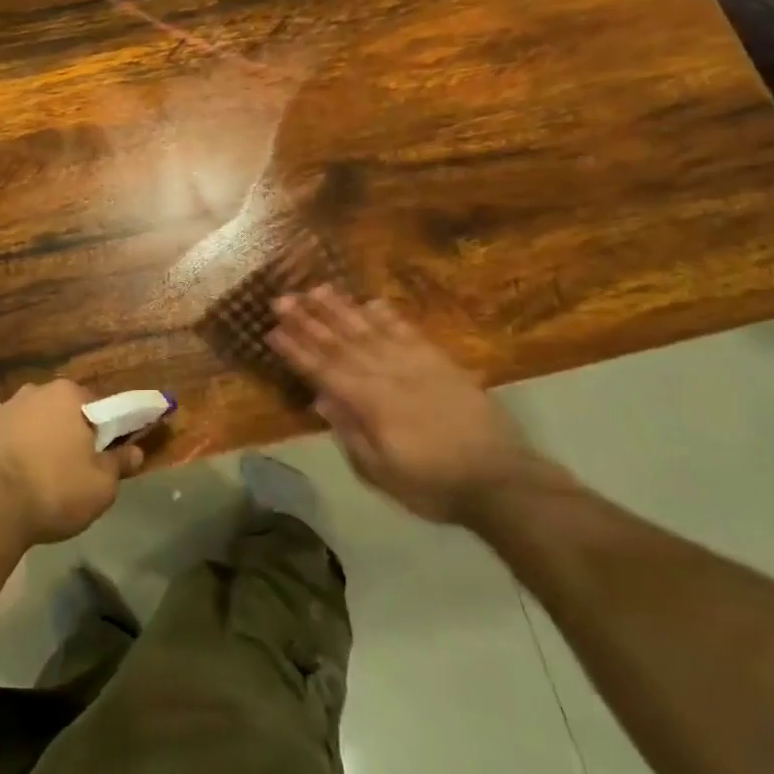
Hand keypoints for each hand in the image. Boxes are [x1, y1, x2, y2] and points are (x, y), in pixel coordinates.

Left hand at [0, 380, 143, 552]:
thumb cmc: (52, 491)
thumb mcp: (100, 486)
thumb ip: (119, 464)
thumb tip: (135, 452)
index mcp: (67, 395)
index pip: (98, 405)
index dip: (105, 430)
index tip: (104, 454)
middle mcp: (32, 392)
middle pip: (61, 411)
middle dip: (68, 433)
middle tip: (73, 468)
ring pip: (30, 423)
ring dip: (37, 442)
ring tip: (38, 479)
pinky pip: (3, 439)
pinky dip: (9, 453)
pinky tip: (10, 482)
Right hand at [266, 287, 540, 521]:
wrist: (501, 480)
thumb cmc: (432, 484)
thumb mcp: (381, 471)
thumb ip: (350, 432)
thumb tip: (322, 399)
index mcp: (369, 403)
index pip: (323, 370)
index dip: (296, 350)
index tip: (272, 330)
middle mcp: (388, 375)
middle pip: (341, 342)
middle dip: (308, 320)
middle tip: (282, 298)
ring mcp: (416, 365)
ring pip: (370, 330)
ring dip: (341, 309)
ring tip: (317, 288)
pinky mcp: (441, 363)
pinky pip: (408, 333)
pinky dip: (387, 316)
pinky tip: (370, 303)